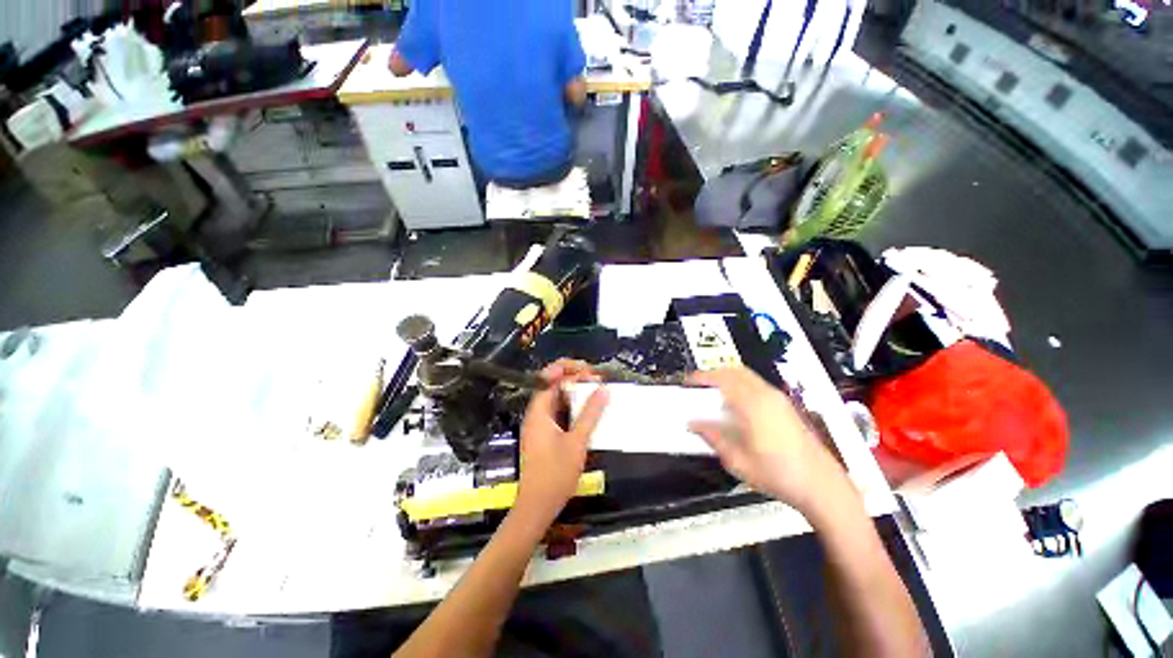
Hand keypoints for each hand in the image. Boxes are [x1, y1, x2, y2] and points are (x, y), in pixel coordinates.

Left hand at [514, 360, 608, 527]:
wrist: (537, 506)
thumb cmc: (555, 474)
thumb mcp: (577, 442)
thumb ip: (590, 413)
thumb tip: (603, 388)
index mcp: (539, 410)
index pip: (551, 377)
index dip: (570, 370)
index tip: (591, 373)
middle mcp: (537, 412)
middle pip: (554, 384)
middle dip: (575, 377)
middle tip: (597, 379)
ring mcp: (541, 423)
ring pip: (558, 397)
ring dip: (576, 391)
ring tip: (597, 389)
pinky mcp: (546, 434)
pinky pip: (560, 411)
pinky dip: (574, 406)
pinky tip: (589, 409)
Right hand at [688, 367, 847, 516]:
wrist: (821, 486)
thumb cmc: (779, 475)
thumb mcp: (737, 460)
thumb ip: (713, 438)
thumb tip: (695, 425)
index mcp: (753, 405)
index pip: (722, 379)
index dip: (702, 377)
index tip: (688, 382)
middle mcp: (767, 396)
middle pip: (735, 371)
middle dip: (714, 374)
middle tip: (699, 385)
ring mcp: (779, 399)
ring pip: (747, 376)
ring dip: (727, 379)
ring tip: (713, 394)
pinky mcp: (786, 406)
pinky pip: (757, 385)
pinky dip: (740, 386)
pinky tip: (735, 405)